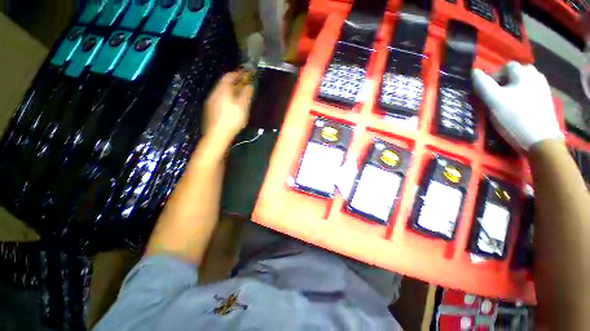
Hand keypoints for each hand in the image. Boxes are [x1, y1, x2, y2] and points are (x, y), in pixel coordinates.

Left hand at [203, 71, 253, 144]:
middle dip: (235, 83)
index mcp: (222, 90)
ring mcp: (211, 102)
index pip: (229, 76)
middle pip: (224, 84)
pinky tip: (232, 105)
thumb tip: (250, 85)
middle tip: (244, 84)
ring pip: (222, 92)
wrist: (218, 134)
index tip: (245, 73)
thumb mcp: (242, 106)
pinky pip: (220, 99)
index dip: (238, 73)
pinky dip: (227, 98)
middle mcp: (215, 93)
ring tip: (240, 95)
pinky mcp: (210, 110)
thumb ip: (246, 94)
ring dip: (231, 91)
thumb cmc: (232, 118)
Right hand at [472, 61, 562, 150]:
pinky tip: (521, 105)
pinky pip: (534, 90)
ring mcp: (544, 88)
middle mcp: (536, 77)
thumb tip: (474, 71)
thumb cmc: (514, 118)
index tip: (489, 91)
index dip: (495, 75)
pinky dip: (526, 93)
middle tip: (499, 95)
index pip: (507, 66)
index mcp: (523, 74)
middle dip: (508, 79)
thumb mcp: (493, 101)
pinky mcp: (547, 100)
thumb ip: (483, 85)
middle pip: (519, 71)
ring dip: (517, 85)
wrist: (540, 140)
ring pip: (527, 80)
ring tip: (510, 99)